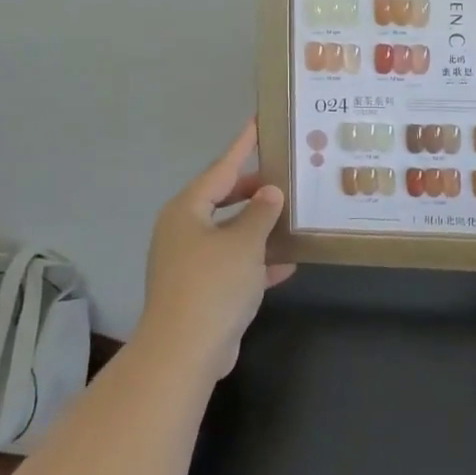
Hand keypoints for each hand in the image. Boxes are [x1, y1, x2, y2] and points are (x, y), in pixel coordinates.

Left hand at [136, 122, 294, 379]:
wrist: (185, 351)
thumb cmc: (213, 284)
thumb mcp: (245, 242)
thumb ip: (261, 213)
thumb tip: (270, 192)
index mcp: (187, 211)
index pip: (220, 169)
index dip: (242, 147)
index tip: (257, 124)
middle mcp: (183, 231)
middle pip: (223, 200)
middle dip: (254, 191)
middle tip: (285, 176)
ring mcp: (190, 262)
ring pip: (230, 233)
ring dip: (259, 227)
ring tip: (292, 214)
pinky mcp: (200, 290)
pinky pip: (233, 264)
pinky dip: (257, 261)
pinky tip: (288, 262)